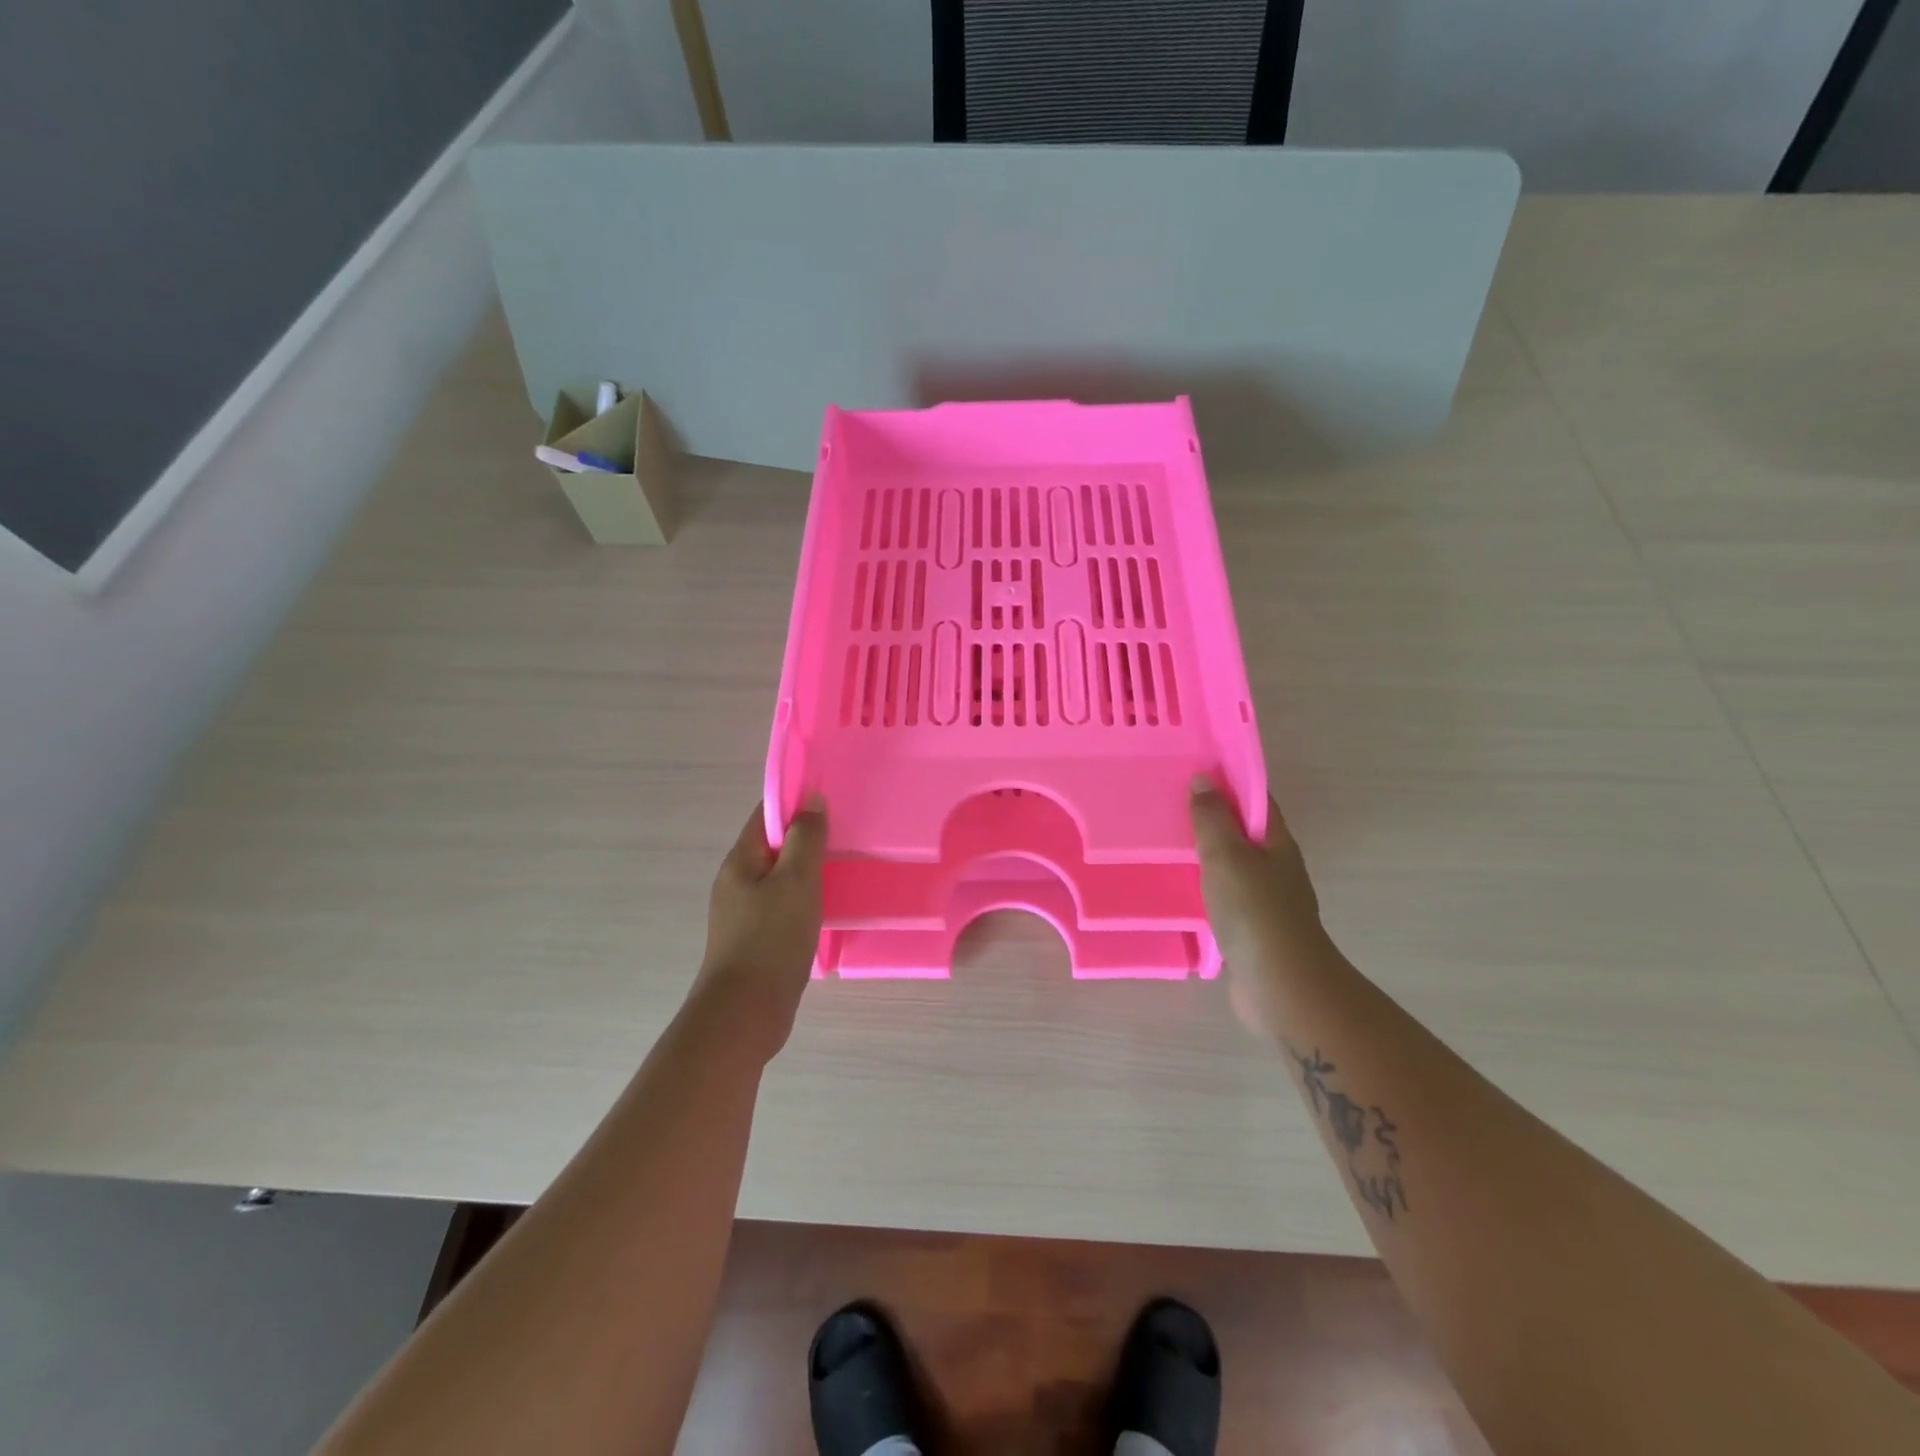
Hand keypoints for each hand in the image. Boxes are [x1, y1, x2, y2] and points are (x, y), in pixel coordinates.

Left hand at [693, 800, 826, 1058]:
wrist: (745, 1015)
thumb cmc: (771, 940)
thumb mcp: (796, 881)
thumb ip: (805, 838)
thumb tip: (810, 798)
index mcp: (740, 861)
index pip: (766, 815)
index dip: (796, 801)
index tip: (831, 797)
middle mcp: (737, 883)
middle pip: (774, 846)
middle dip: (807, 837)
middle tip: (846, 833)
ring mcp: (744, 914)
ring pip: (781, 879)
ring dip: (808, 871)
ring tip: (844, 868)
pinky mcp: (756, 940)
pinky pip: (784, 907)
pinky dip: (805, 900)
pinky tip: (828, 908)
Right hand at [1189, 779, 1333, 1042]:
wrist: (1280, 985)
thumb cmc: (1255, 911)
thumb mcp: (1227, 855)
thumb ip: (1212, 818)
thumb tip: (1203, 779)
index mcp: (1276, 842)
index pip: (1254, 799)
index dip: (1228, 782)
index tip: (1192, 771)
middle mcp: (1276, 867)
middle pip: (1243, 832)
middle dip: (1212, 818)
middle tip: (1169, 805)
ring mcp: (1266, 900)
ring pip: (1233, 866)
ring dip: (1206, 854)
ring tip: (1166, 843)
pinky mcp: (1251, 930)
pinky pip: (1225, 897)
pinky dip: (1205, 887)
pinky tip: (1179, 889)